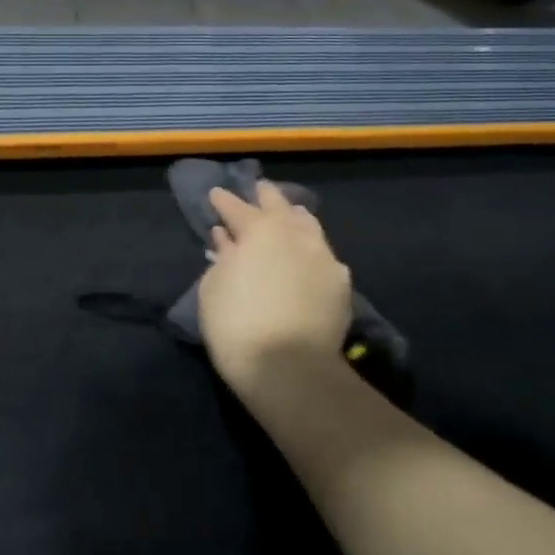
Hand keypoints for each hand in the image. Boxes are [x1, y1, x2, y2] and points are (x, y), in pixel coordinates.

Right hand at [199, 181, 352, 390]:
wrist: (288, 367)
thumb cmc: (236, 324)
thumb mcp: (214, 288)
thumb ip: (223, 257)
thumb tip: (227, 239)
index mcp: (259, 231)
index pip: (237, 208)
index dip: (224, 201)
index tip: (216, 193)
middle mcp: (295, 235)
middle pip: (279, 207)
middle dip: (266, 196)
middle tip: (259, 188)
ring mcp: (323, 257)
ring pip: (309, 226)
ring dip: (295, 217)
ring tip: (290, 212)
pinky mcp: (340, 284)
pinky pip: (324, 256)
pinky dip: (312, 249)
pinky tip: (311, 253)